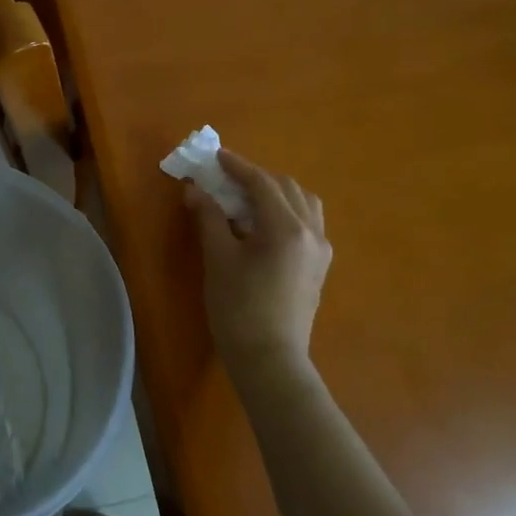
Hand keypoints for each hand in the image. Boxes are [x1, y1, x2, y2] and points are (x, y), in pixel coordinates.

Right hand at [185, 151, 332, 388]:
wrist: (269, 359)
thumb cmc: (238, 308)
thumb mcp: (218, 259)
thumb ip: (209, 218)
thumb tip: (195, 190)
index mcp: (286, 227)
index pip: (262, 184)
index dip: (237, 167)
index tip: (215, 156)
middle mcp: (311, 232)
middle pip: (287, 188)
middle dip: (256, 178)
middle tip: (226, 179)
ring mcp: (320, 250)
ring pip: (303, 203)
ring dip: (276, 193)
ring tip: (247, 199)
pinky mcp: (319, 266)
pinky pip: (307, 222)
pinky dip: (286, 211)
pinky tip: (263, 224)